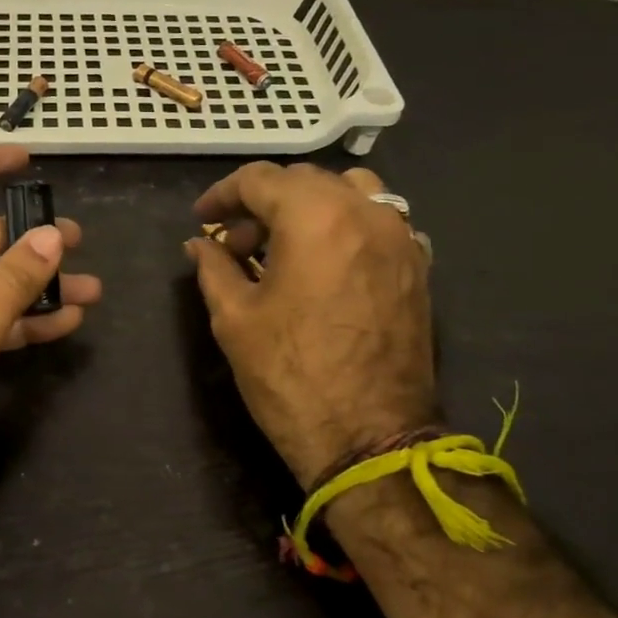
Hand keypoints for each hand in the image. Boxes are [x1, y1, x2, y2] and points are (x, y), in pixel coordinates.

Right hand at [187, 162, 434, 489]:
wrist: (369, 437)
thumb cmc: (290, 375)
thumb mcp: (234, 318)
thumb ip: (213, 268)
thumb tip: (199, 245)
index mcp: (315, 218)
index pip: (261, 180)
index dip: (222, 195)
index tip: (201, 219)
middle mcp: (365, 213)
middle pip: (305, 181)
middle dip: (262, 202)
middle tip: (233, 241)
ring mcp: (400, 238)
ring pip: (349, 193)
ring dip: (308, 207)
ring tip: (281, 245)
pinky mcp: (418, 267)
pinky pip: (378, 222)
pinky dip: (344, 226)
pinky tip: (323, 263)